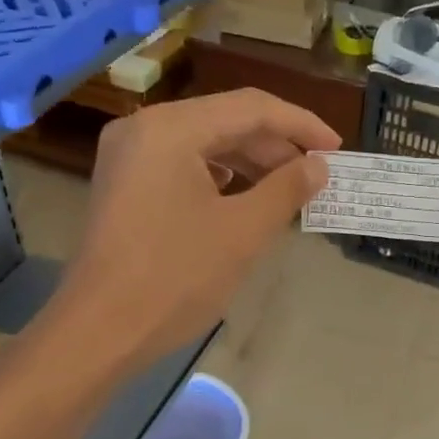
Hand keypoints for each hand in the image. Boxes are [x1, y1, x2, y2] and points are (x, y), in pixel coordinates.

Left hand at [50, 89, 336, 367]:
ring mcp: (129, 156)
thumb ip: (286, 189)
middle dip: (275, 146)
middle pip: (225, 121)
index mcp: (171, 129)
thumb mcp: (242, 232)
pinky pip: (183, 165)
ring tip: (290, 190)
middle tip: (317, 175)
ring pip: (204, 144)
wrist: (100, 331)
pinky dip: (221, 178)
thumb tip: (318, 166)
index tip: (337, 149)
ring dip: (250, 163)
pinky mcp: (125, 184)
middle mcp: (144, 128)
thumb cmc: (175, 278)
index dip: (301, 124)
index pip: (251, 108)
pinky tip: (245, 199)